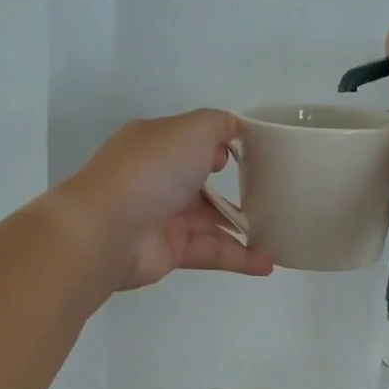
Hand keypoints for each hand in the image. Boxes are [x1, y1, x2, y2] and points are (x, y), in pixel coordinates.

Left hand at [51, 110, 275, 290]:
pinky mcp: (171, 252)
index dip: (222, 144)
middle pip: (202, 181)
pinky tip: (267, 263)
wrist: (108, 230)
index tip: (254, 153)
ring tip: (280, 231)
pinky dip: (239, 257)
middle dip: (235, 186)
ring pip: (210, 220)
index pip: (193, 140)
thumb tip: (231, 136)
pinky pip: (211, 252)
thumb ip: (219, 125)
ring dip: (243, 227)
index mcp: (156, 143)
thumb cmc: (152, 169)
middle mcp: (158, 177)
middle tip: (273, 193)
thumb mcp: (192, 129)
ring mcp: (163, 216)